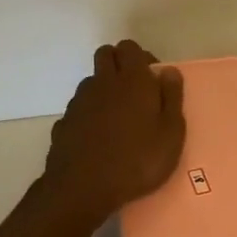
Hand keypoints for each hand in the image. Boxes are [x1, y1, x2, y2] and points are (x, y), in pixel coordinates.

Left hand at [40, 40, 186, 220]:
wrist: (83, 188)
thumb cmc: (137, 161)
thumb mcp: (171, 134)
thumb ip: (172, 98)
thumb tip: (169, 71)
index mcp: (132, 80)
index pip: (130, 47)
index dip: (142, 57)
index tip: (153, 79)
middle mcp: (102, 83)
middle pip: (106, 54)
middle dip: (119, 63)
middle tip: (135, 90)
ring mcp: (79, 101)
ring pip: (91, 80)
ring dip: (104, 88)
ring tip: (118, 117)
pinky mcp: (64, 121)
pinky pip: (79, 107)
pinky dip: (89, 113)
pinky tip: (99, 137)